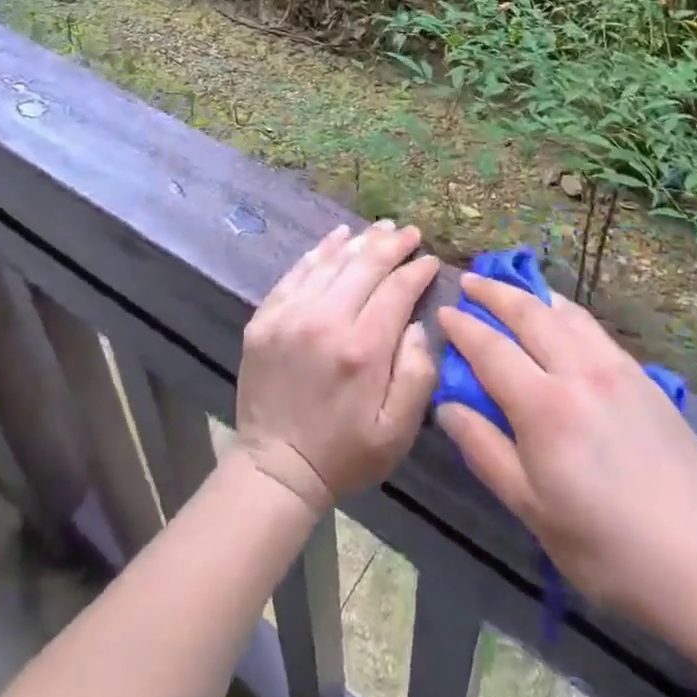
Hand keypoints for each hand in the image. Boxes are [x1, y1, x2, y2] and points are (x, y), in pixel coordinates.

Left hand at [236, 221, 440, 515]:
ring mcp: (290, 315)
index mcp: (363, 349)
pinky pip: (297, 271)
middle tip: (409, 231)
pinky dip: (320, 250)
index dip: (417, 271)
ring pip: (331, 261)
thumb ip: (418, 373)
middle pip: (365, 266)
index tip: (431, 260)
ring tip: (381, 228)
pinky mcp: (265, 317)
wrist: (276, 468)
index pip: (397, 290)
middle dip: (392, 244)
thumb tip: (419, 323)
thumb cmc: (345, 453)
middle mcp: (325, 321)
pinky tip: (337, 237)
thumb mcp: (398, 431)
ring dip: (359, 241)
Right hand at [436, 275, 696, 632]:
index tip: (444, 311)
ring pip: (566, 313)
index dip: (464, 327)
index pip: (491, 349)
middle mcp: (579, 372)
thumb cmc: (607, 549)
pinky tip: (562, 320)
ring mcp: (617, 369)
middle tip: (469, 281)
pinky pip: (594, 329)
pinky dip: (567, 312)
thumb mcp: (533, 509)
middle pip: (529, 313)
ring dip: (532, 295)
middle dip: (494, 293)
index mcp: (545, 406)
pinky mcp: (644, 378)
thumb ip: (485, 450)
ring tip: (512, 288)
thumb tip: (448, 406)